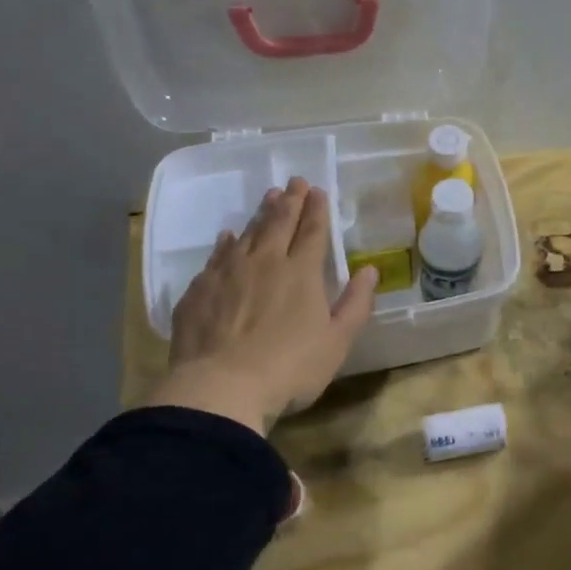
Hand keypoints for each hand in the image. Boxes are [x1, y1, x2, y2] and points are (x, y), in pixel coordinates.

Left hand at [147, 177, 378, 433]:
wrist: (220, 388)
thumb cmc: (290, 368)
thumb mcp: (337, 341)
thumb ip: (356, 303)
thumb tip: (370, 270)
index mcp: (301, 272)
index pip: (313, 231)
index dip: (317, 209)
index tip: (317, 190)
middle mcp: (265, 262)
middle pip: (279, 223)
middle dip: (290, 200)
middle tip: (294, 181)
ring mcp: (228, 273)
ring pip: (247, 234)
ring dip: (260, 214)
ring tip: (268, 198)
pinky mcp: (200, 290)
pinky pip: (216, 256)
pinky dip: (226, 242)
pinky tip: (227, 237)